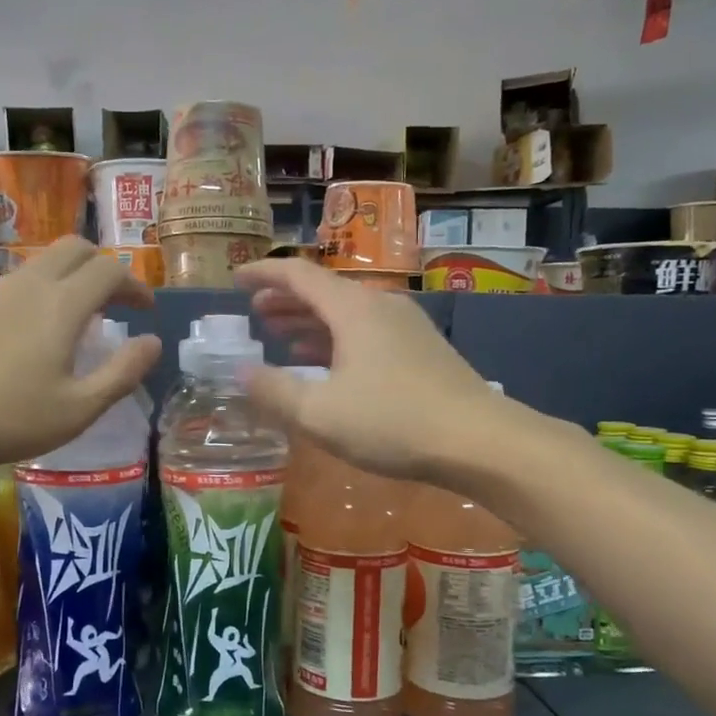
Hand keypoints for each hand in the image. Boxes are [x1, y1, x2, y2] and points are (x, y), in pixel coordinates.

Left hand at [0, 238, 160, 468]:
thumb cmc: (9, 418)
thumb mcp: (79, 408)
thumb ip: (123, 373)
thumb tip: (152, 343)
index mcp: (63, 304)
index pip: (110, 271)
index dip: (136, 286)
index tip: (146, 312)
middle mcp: (33, 284)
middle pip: (77, 248)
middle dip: (106, 268)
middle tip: (119, 305)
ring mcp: (0, 290)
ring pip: (47, 259)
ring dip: (76, 274)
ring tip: (86, 316)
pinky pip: (25, 276)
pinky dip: (49, 285)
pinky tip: (44, 327)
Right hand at [234, 258, 500, 481]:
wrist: (479, 441)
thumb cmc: (393, 422)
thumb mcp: (319, 413)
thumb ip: (273, 390)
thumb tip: (239, 371)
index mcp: (353, 309)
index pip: (298, 275)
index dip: (263, 274)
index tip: (236, 279)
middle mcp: (380, 306)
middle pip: (324, 291)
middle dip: (285, 299)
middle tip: (255, 312)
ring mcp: (406, 327)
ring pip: (346, 313)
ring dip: (310, 321)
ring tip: (282, 336)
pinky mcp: (422, 350)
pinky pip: (367, 331)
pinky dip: (337, 338)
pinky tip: (328, 363)